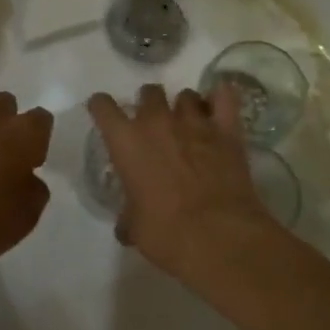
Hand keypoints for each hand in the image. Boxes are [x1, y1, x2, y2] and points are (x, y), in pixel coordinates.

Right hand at [86, 83, 274, 278]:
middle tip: (154, 128)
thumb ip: (128, 217)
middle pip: (149, 92)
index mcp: (126, 142)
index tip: (105, 115)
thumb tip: (126, 227)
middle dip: (149, 105)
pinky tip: (218, 109)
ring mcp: (194, 122)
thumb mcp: (136, 228)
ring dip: (184, 107)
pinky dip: (220, 99)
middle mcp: (157, 122)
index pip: (103, 106)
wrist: (217, 236)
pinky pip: (224, 97)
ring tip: (189, 125)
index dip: (102, 108)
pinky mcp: (227, 129)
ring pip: (186, 95)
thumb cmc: (166, 233)